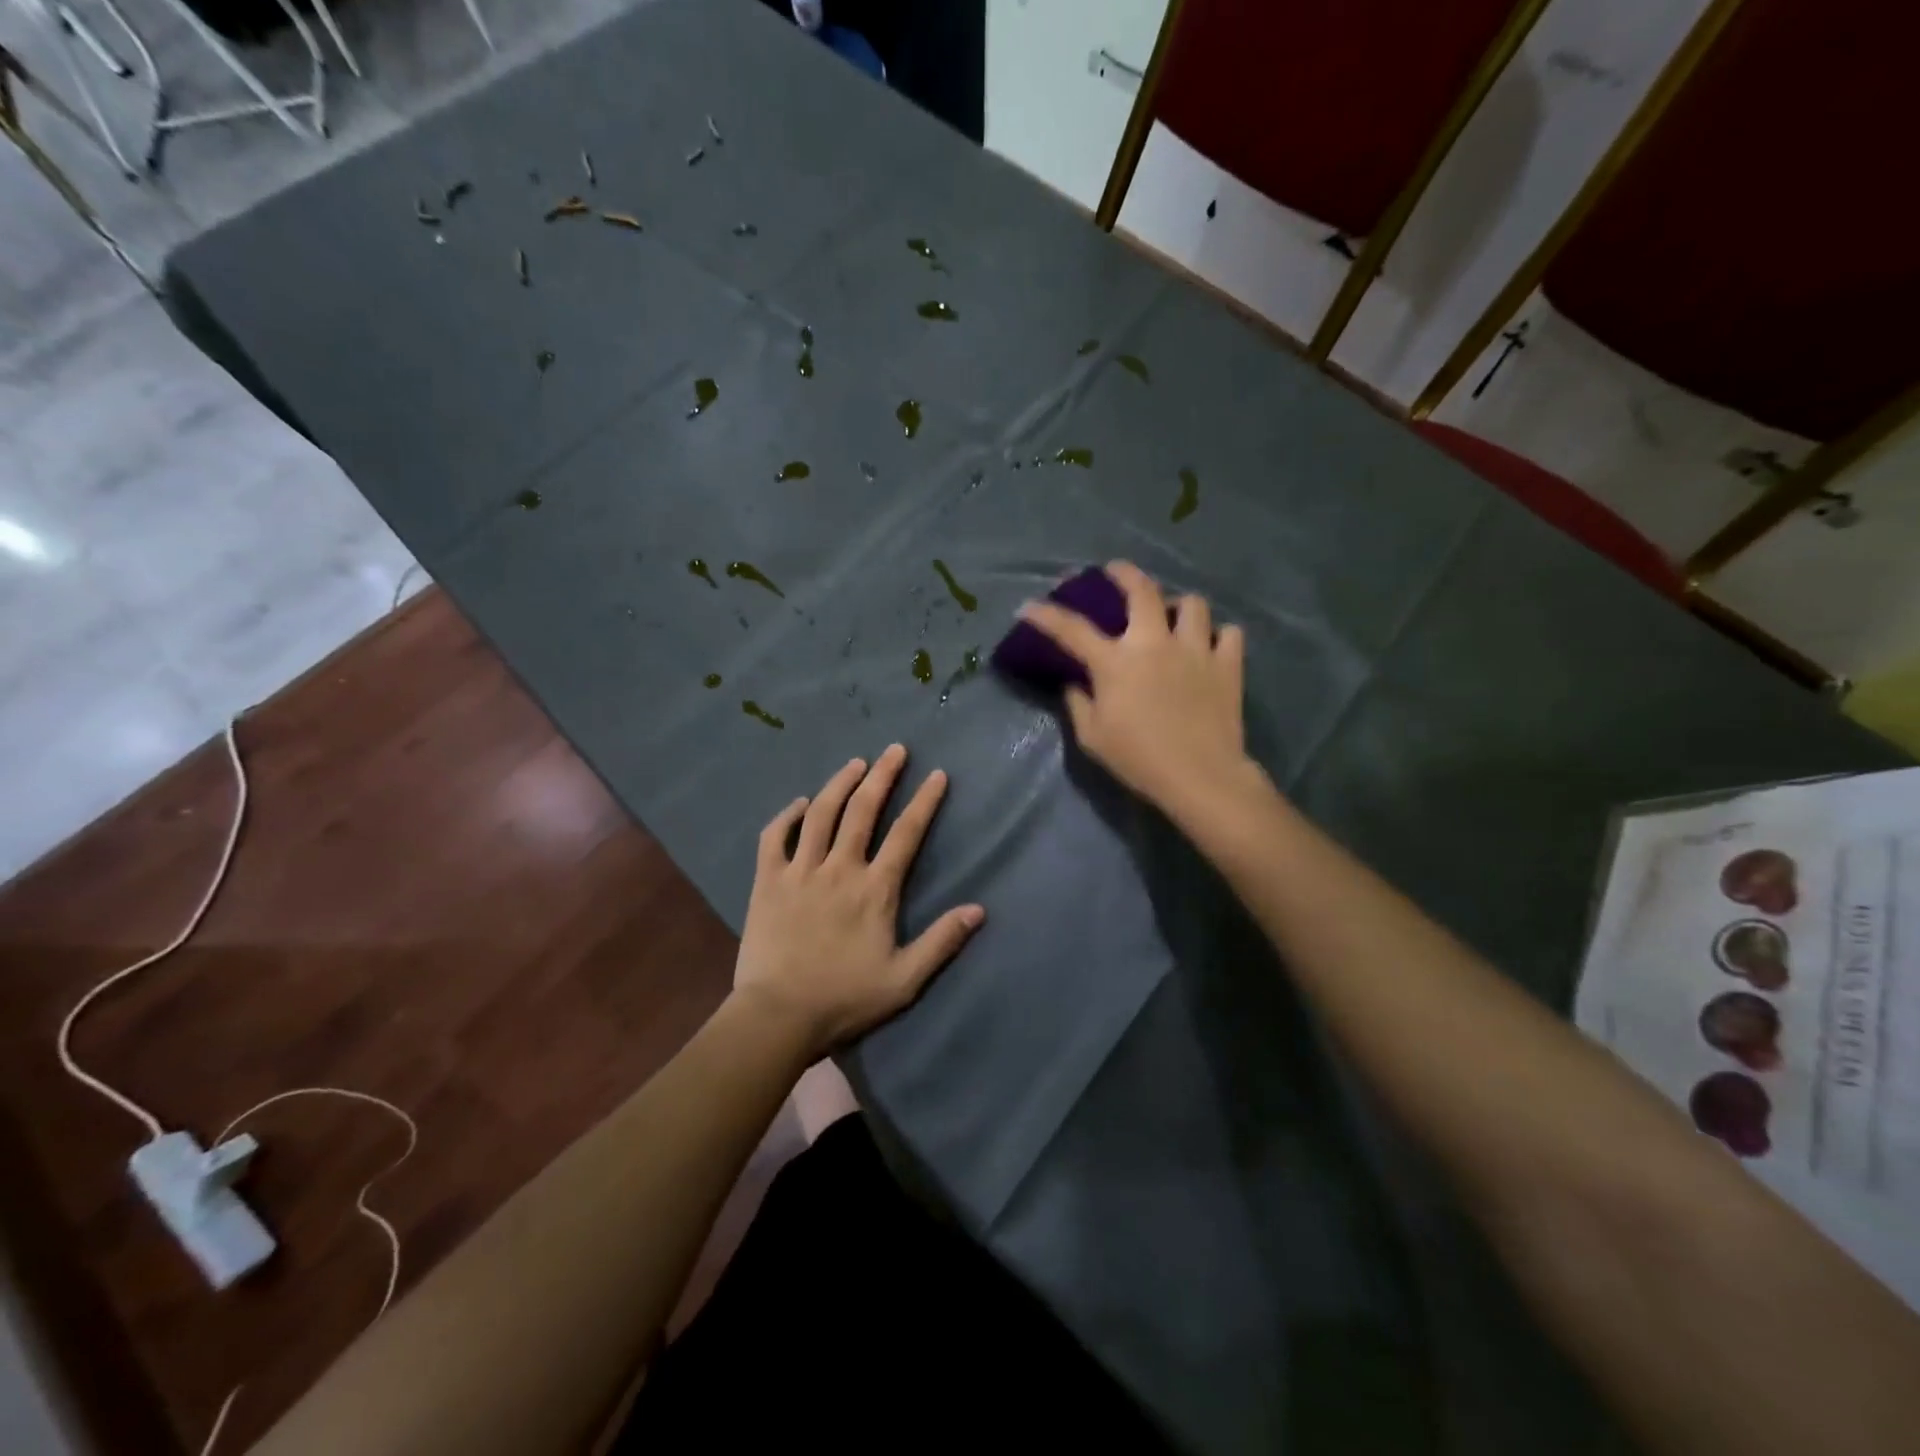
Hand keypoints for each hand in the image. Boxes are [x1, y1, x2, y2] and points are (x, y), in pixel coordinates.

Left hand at [732, 744, 984, 1059]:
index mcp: (875, 889)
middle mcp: (839, 868)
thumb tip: (979, 910)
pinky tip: (800, 803)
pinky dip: (787, 816)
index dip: (924, 801)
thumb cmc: (845, 999)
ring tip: (856, 763)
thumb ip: (942, 942)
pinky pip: (775, 837)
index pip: (906, 834)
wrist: (778, 1016)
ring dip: (840, 784)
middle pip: (863, 810)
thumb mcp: (904, 980)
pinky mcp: (768, 881)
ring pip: (821, 813)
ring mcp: (800, 870)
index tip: (936, 775)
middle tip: (894, 750)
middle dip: (883, 776)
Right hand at [1019, 561, 1258, 816]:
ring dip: (1179, 605)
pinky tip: (1212, 646)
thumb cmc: (1138, 759)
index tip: (1028, 606)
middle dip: (1124, 573)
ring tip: (1173, 616)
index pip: (1072, 629)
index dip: (1046, 615)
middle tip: (1115, 571)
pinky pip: (1229, 634)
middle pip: (1141, 590)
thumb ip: (1078, 703)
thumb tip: (1074, 683)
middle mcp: (1154, 643)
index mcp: (1115, 662)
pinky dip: (1219, 636)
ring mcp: (1195, 649)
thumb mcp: (1092, 737)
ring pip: (1192, 604)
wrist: (1200, 776)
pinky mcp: (1227, 665)